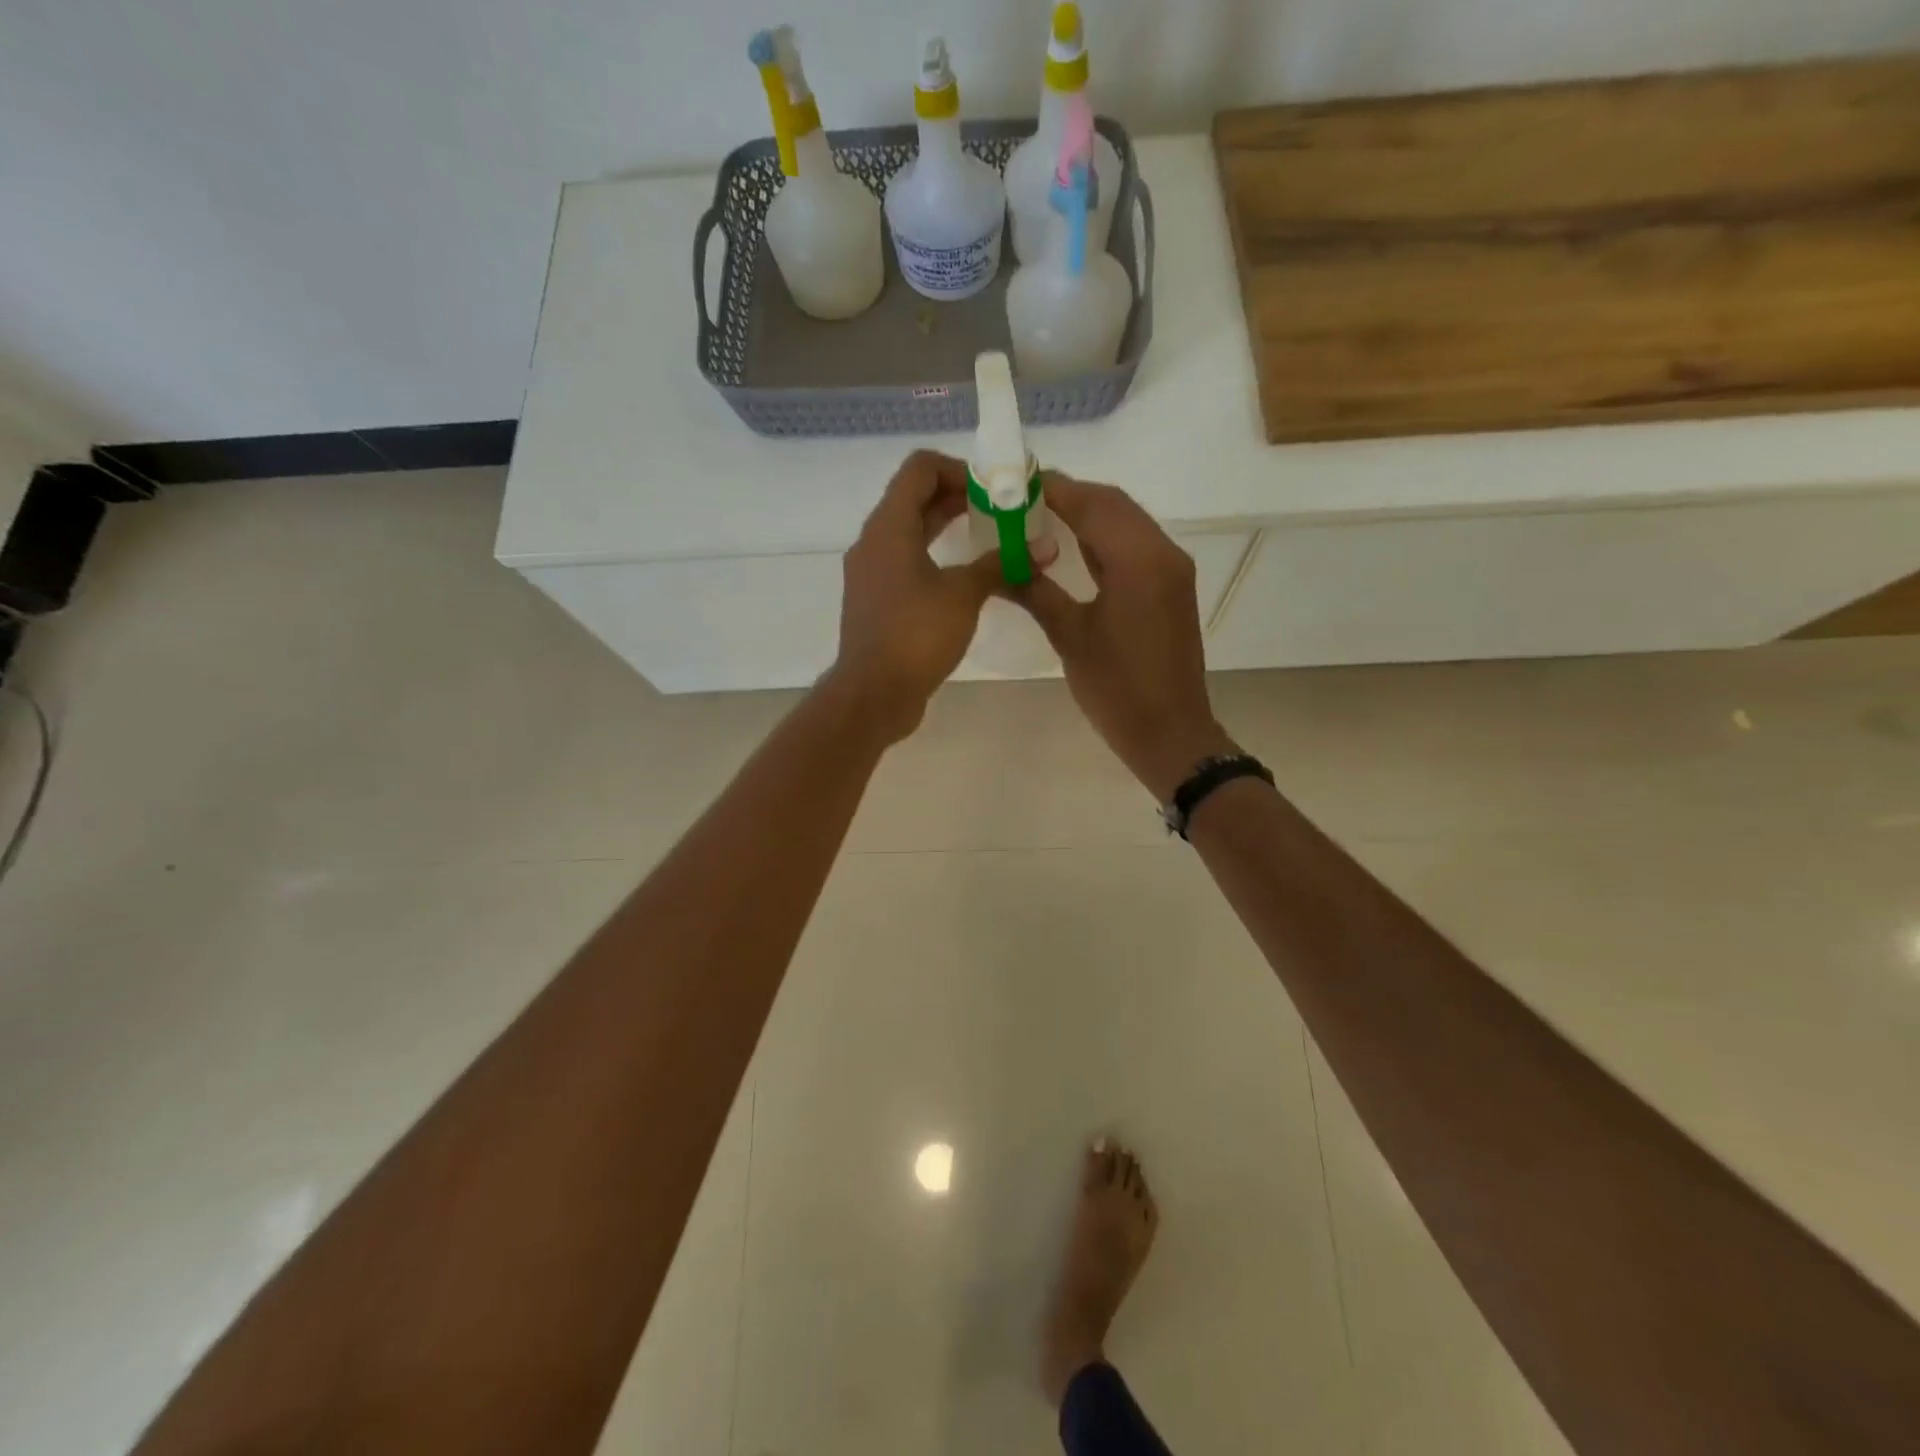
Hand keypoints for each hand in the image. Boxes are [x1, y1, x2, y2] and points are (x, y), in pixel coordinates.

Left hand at [826, 450, 1002, 742]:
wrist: (874, 693)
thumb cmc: (916, 635)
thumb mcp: (964, 595)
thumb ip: (1001, 565)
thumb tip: (1043, 549)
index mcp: (889, 527)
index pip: (919, 469)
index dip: (958, 469)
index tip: (993, 490)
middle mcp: (873, 542)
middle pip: (914, 498)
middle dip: (958, 498)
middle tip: (1000, 510)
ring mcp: (871, 573)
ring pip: (910, 532)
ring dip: (946, 527)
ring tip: (989, 537)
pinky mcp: (876, 601)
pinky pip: (906, 562)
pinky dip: (934, 556)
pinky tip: (965, 576)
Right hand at [1015, 474, 1235, 798]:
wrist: (1170, 732)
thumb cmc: (1117, 688)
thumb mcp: (1070, 636)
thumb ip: (1035, 591)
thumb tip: (999, 564)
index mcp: (1138, 560)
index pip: (1092, 504)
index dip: (1053, 489)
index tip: (1015, 482)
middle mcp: (1162, 552)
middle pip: (1113, 504)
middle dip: (1070, 495)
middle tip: (1023, 500)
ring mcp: (1171, 569)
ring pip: (1127, 522)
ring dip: (1088, 513)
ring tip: (1040, 516)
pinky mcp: (1172, 587)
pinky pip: (1136, 545)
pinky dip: (1104, 538)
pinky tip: (1073, 547)